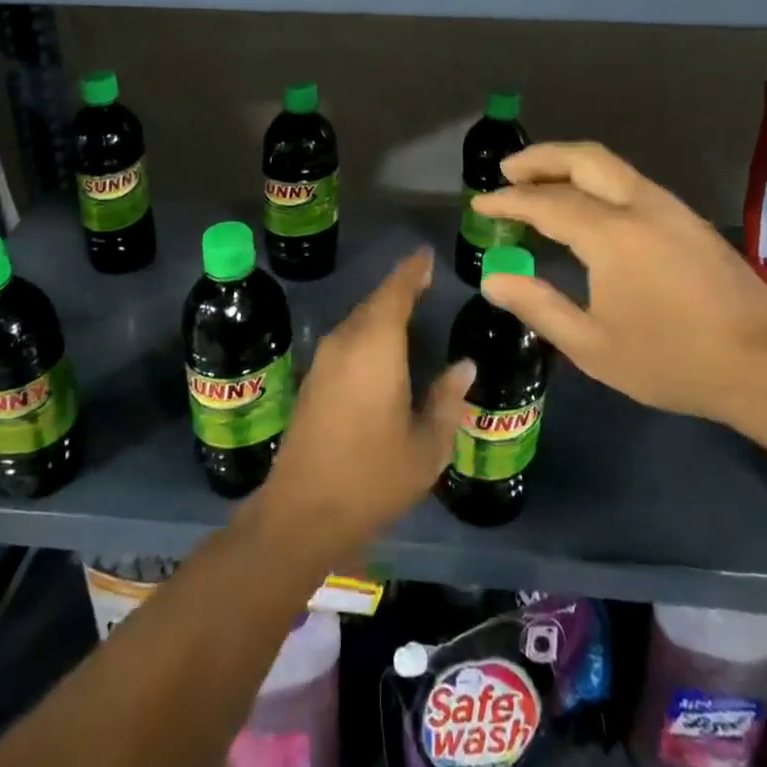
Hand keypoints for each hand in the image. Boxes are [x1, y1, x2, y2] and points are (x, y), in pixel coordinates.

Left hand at [260, 249, 474, 552]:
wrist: (303, 511)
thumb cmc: (373, 476)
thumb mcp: (427, 446)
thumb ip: (447, 401)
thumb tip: (464, 367)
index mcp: (376, 346)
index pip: (396, 292)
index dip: (412, 271)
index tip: (427, 255)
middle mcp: (347, 341)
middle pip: (375, 302)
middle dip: (400, 289)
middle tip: (425, 281)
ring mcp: (325, 359)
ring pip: (359, 320)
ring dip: (382, 311)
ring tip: (410, 309)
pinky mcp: (313, 379)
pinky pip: (347, 339)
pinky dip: (368, 332)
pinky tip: (383, 348)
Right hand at [470, 142, 766, 427]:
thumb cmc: (673, 360)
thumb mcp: (594, 346)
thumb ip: (538, 306)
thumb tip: (493, 278)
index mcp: (612, 234)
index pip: (546, 202)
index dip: (508, 201)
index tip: (480, 204)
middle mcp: (639, 205)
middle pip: (582, 158)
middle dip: (540, 158)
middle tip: (507, 171)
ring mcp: (668, 207)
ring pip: (609, 164)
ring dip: (568, 164)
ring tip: (539, 182)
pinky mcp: (686, 218)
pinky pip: (629, 181)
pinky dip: (594, 179)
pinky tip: (586, 204)